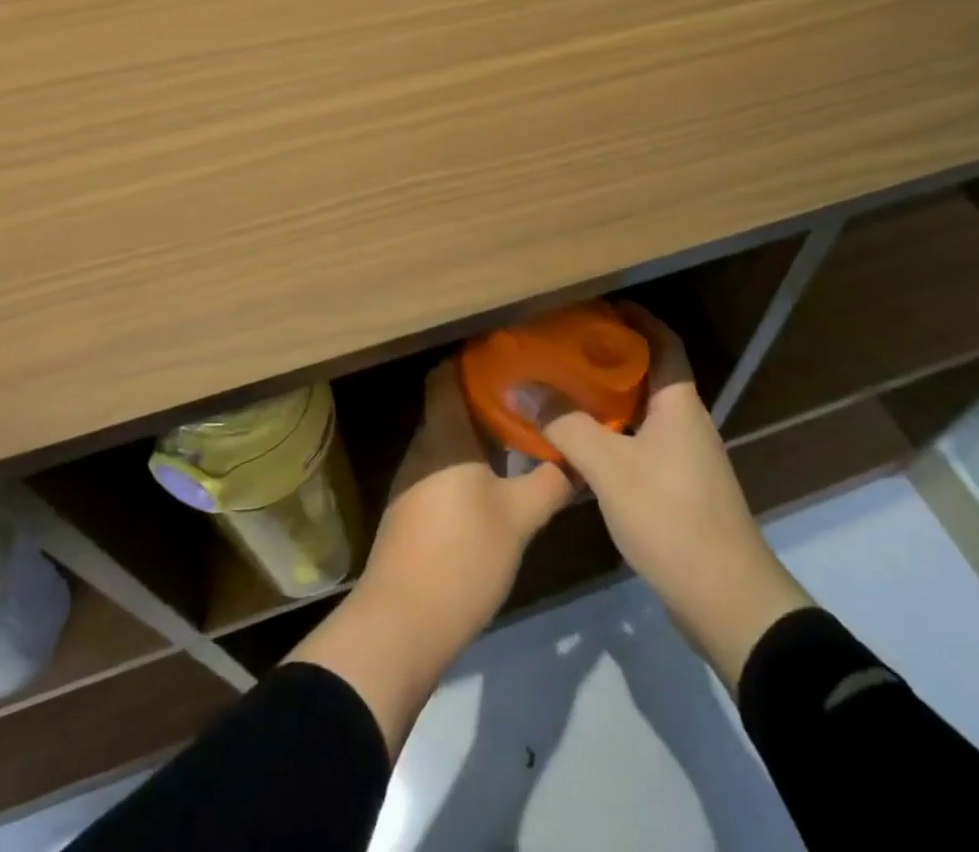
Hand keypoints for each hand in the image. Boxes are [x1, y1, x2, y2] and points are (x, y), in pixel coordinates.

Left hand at [287, 360, 571, 750]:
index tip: (511, 353)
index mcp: (443, 434)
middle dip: (488, 395)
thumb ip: (549, 483)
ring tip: (522, 430)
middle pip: (450, 404)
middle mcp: (423, 447)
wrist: (401, 626)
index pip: (446, 374)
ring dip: (481, 432)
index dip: (474, 358)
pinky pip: (443, 467)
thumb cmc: (461, 556)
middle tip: (531, 392)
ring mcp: (414, 480)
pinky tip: (499, 476)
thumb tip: (577, 460)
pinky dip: (470, 462)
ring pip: (449, 438)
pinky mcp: (413, 509)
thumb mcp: (518, 519)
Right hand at [543, 302, 813, 686]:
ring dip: (609, 398)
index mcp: (679, 404)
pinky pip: (642, 444)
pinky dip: (613, 434)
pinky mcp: (679, 490)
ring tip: (565, 389)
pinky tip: (581, 445)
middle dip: (612, 356)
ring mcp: (686, 459)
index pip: (664, 342)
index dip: (637, 318)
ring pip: (643, 412)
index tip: (601, 306)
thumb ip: (565, 425)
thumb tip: (522, 386)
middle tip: (567, 347)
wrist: (727, 601)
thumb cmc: (671, 517)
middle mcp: (687, 423)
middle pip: (650, 374)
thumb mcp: (610, 468)